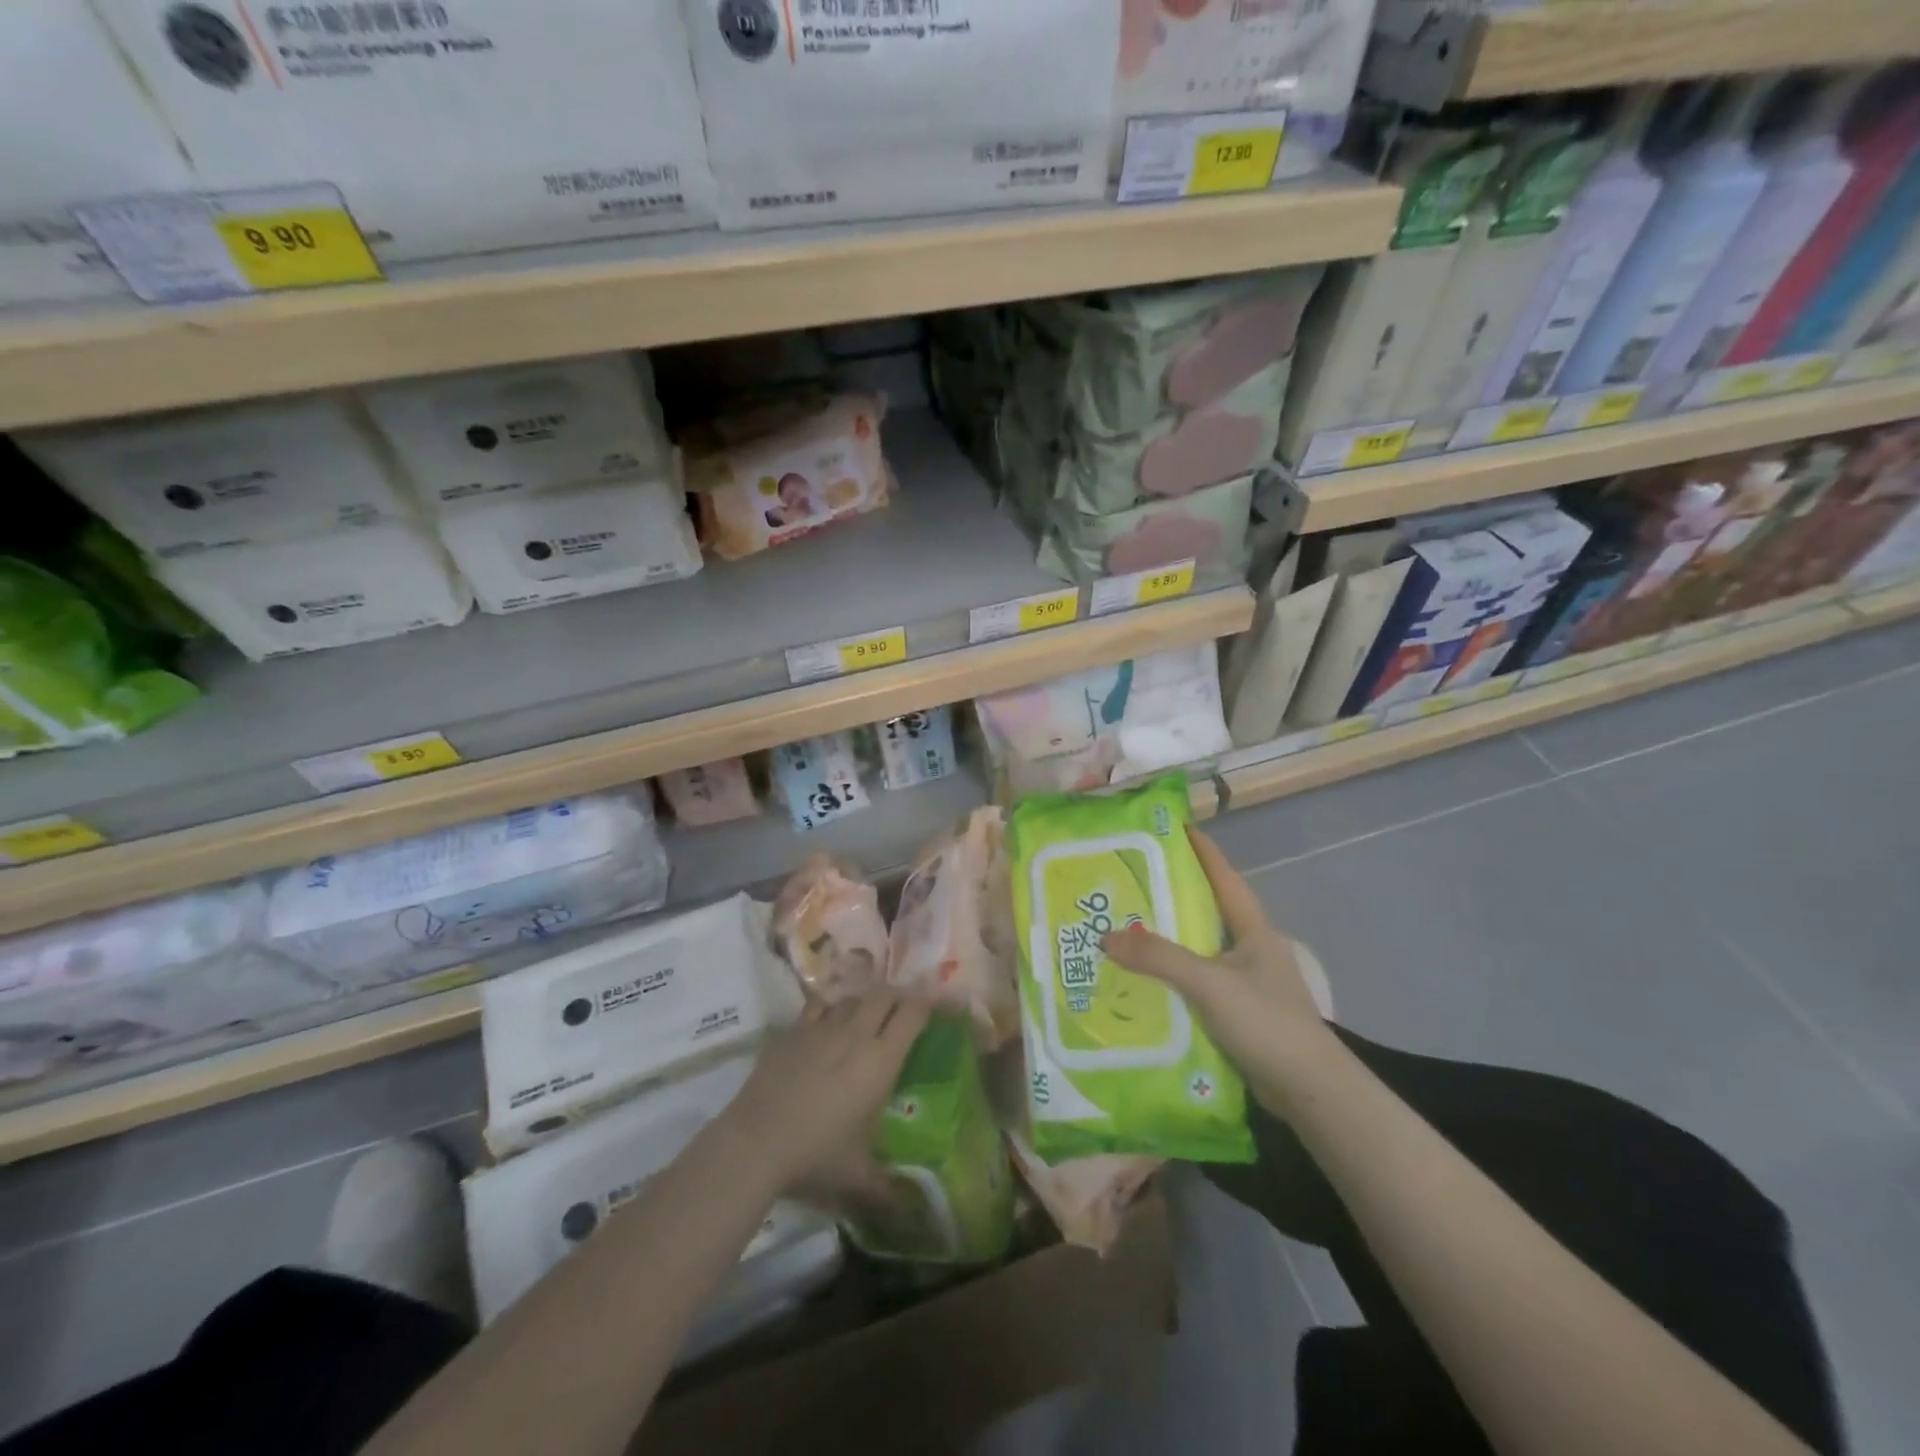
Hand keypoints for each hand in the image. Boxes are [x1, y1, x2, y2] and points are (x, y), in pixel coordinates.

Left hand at [721, 989, 929, 1201]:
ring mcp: (821, 1027)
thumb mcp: (858, 1177)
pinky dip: (827, 1011)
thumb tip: (911, 1215)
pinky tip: (824, 1027)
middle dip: (897, 998)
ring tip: (863, 1020)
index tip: (934, 1008)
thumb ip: (888, 1190)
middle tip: (901, 1013)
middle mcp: (856, 1033)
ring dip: (862, 1005)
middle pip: (884, 995)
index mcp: (881, 1060)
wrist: (756, 1142)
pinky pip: (817, 1008)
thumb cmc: (817, 1154)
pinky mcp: (792, 1031)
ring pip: (850, 999)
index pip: (913, 1014)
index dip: (927, 1005)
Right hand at [1102, 826, 1336, 1117]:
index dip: (1201, 850)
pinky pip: (1198, 983)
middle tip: (1130, 880)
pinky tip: (1145, 981)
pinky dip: (1173, 976)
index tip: (1174, 826)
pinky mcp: (1239, 1012)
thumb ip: (1159, 958)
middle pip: (1208, 910)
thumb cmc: (1266, 1022)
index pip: (1224, 876)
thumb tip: (1106, 937)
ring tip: (1126, 928)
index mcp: (1252, 930)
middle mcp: (1250, 949)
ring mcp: (1247, 982)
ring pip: (1200, 949)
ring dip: (1168, 940)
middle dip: (1173, 894)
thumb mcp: (1209, 983)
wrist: (1310, 1091)